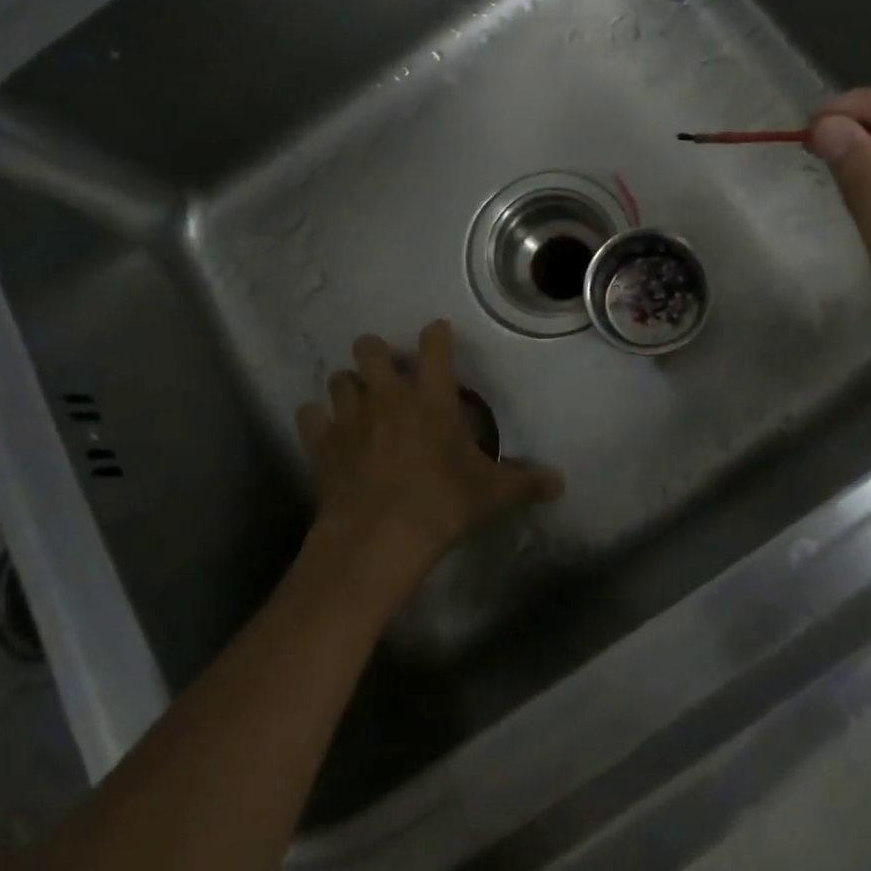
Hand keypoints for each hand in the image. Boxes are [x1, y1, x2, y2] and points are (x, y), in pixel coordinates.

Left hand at [296, 321, 564, 585]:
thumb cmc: (441, 504)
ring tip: (356, 401)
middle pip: (369, 348)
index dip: (436, 334)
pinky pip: (309, 417)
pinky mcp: (322, 444)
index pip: (434, 345)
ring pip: (338, 379)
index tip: (437, 333)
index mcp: (431, 397)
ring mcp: (350, 417)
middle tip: (385, 370)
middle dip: (375, 352)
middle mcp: (387, 396)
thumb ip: (524, 482)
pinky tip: (325, 430)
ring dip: (347, 385)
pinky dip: (316, 420)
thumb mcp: (490, 494)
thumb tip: (560, 482)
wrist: (379, 537)